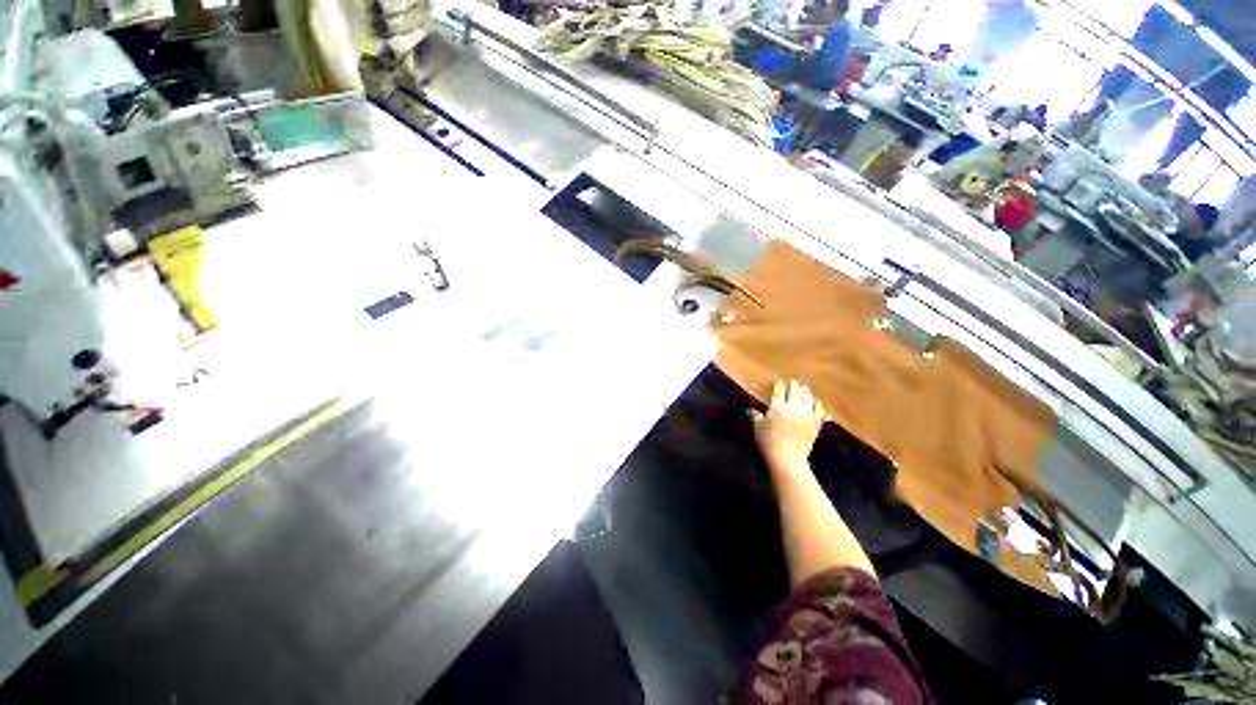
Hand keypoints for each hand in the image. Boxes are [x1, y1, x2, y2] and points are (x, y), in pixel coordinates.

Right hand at [752, 380, 826, 471]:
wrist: (788, 457)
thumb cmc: (768, 441)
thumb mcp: (758, 427)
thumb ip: (755, 416)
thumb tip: (751, 409)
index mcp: (778, 406)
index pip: (779, 390)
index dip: (779, 384)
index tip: (778, 381)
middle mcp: (794, 406)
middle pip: (795, 390)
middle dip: (794, 385)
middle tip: (793, 381)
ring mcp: (806, 414)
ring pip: (808, 397)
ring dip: (806, 392)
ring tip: (804, 388)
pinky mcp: (815, 424)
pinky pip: (818, 410)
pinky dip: (817, 405)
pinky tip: (816, 402)